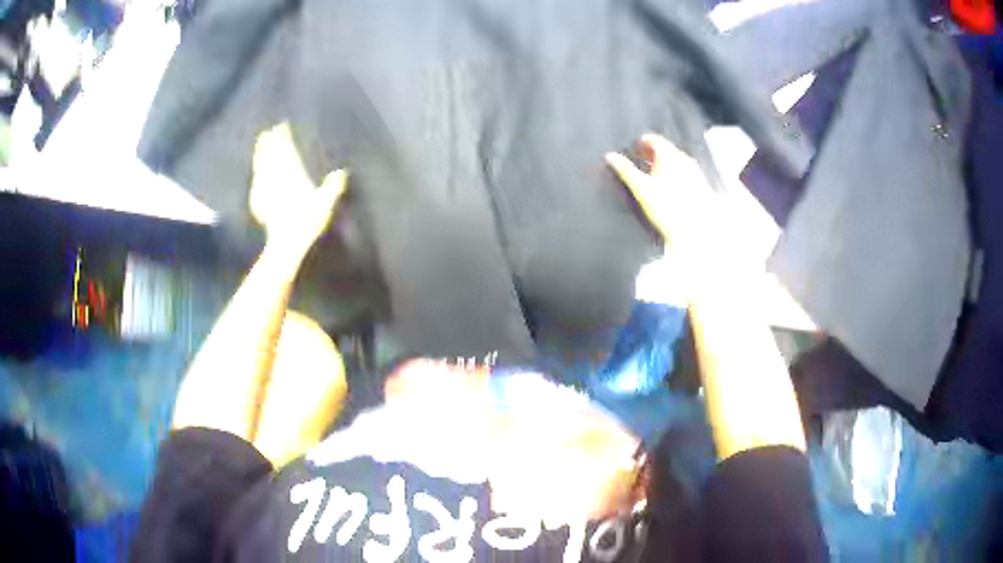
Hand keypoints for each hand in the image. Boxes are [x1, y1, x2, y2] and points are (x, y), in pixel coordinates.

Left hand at [249, 123, 346, 254]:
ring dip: (260, 155)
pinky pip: (256, 182)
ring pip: (261, 167)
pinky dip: (256, 174)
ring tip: (259, 146)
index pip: (286, 151)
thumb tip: (342, 172)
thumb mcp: (325, 204)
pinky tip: (256, 174)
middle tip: (267, 132)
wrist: (285, 243)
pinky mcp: (259, 202)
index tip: (281, 126)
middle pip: (271, 156)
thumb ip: (332, 187)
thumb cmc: (306, 223)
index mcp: (292, 175)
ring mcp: (266, 190)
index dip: (283, 137)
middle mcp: (276, 179)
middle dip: (269, 143)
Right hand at [606, 134, 726, 262]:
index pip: (654, 139)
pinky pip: (685, 172)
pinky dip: (674, 175)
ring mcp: (694, 171)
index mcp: (669, 156)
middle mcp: (684, 160)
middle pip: (666, 149)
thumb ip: (625, 170)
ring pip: (676, 161)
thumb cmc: (669, 210)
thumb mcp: (641, 189)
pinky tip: (669, 189)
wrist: (695, 231)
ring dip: (664, 164)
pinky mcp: (701, 184)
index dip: (642, 142)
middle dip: (652, 154)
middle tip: (641, 162)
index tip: (635, 149)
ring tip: (653, 177)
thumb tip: (611, 157)